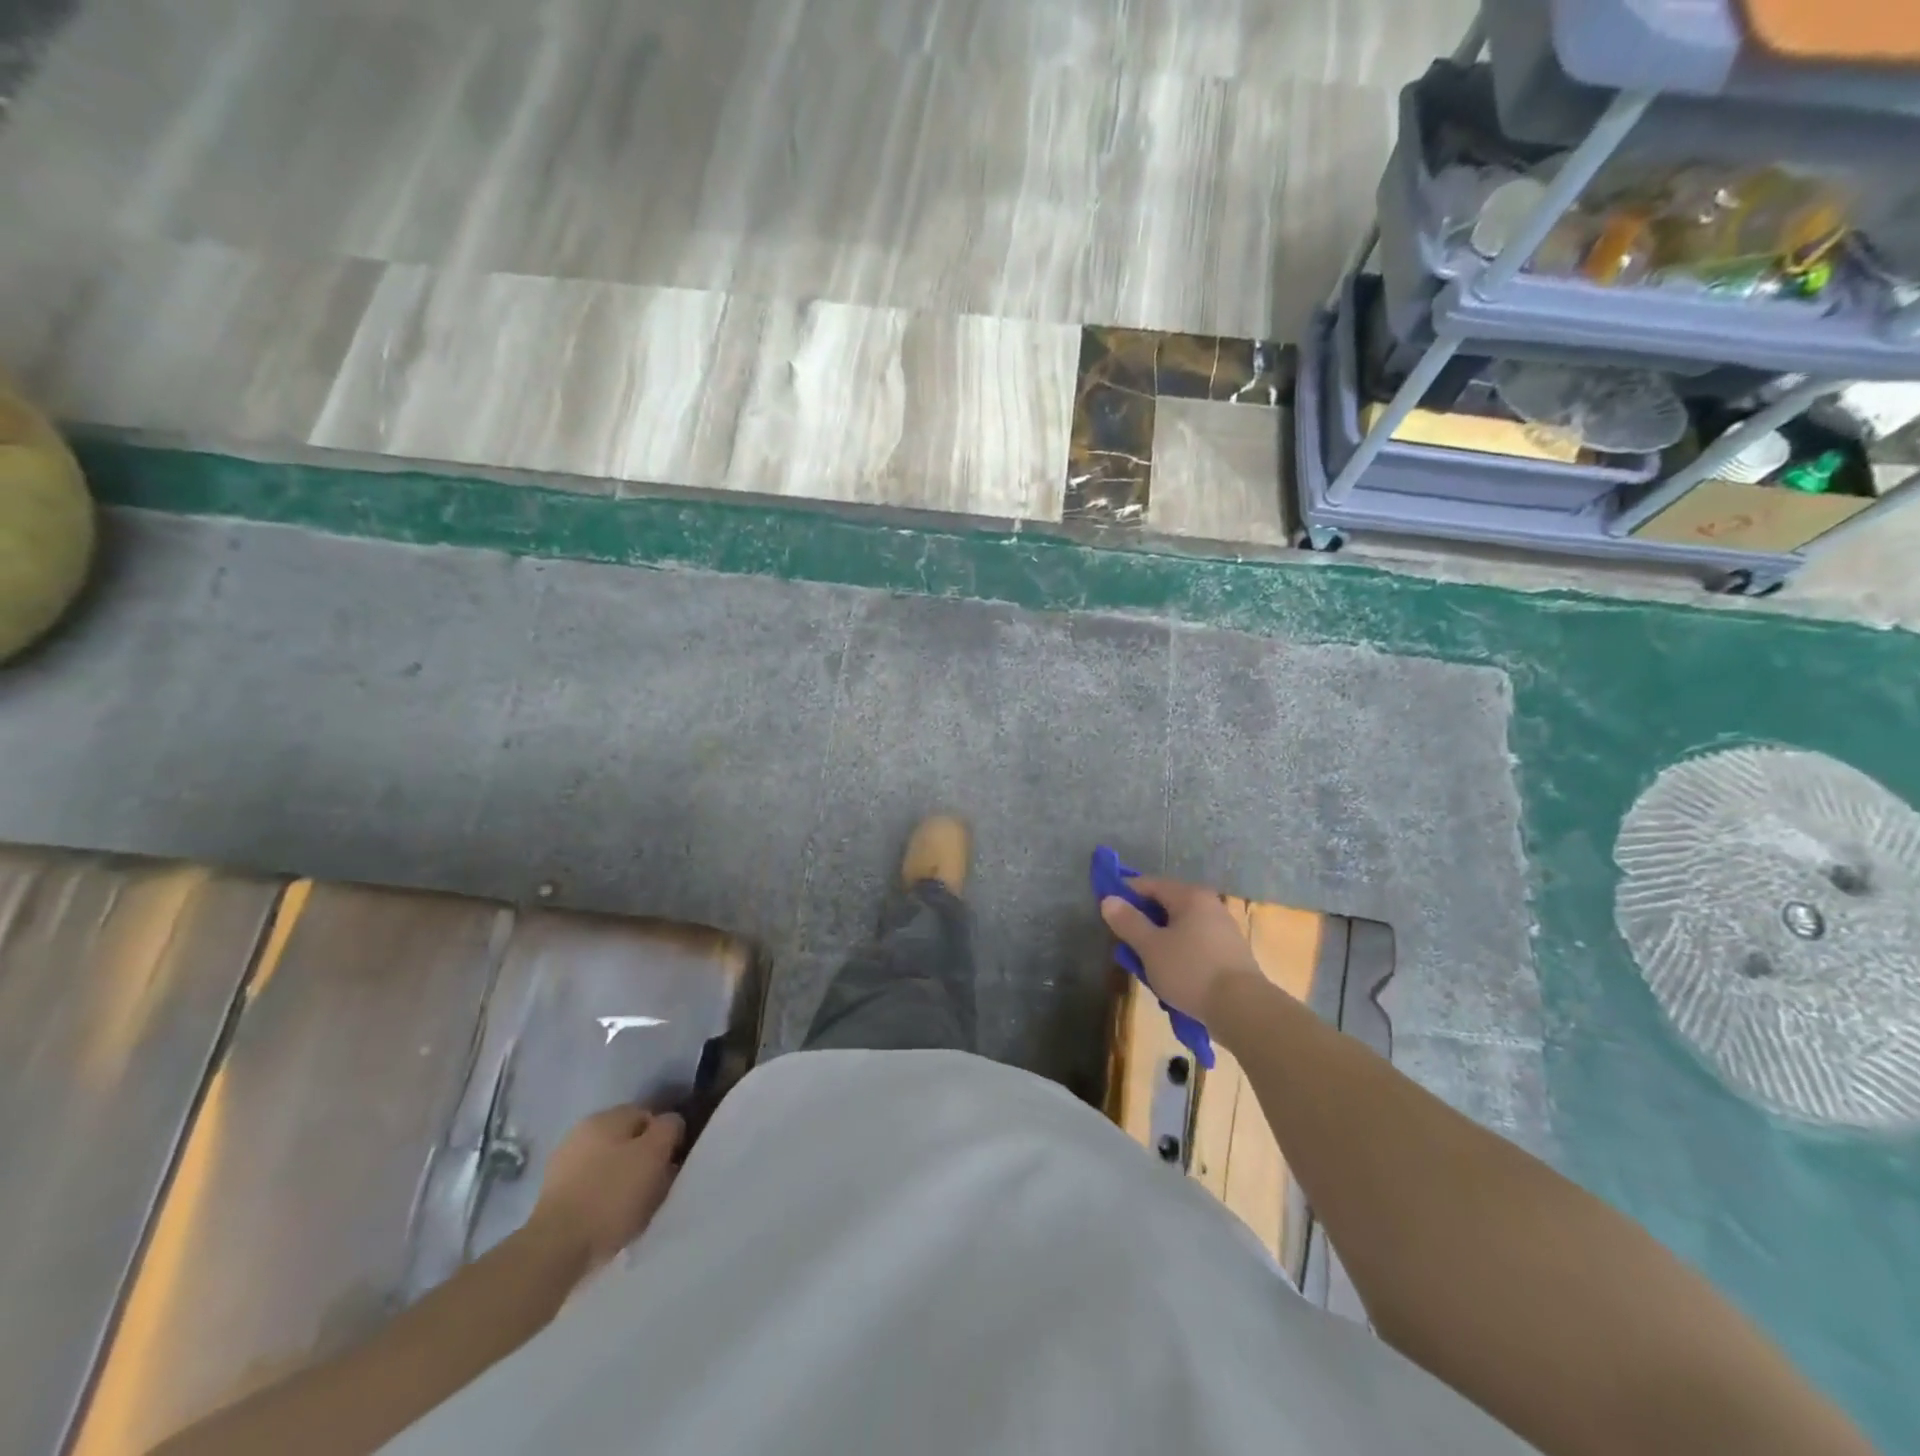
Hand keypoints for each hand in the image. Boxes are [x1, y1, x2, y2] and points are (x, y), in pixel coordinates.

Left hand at [529, 1106, 683, 1270]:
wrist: (555, 1249)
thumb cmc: (611, 1195)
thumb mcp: (654, 1153)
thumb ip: (669, 1128)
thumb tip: (670, 1124)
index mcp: (606, 1116)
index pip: (649, 1115)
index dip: (665, 1138)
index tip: (672, 1164)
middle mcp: (582, 1132)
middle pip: (627, 1141)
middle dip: (644, 1160)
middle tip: (657, 1186)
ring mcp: (563, 1165)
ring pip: (609, 1166)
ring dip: (624, 1181)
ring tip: (636, 1209)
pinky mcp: (553, 1197)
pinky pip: (591, 1189)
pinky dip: (604, 1200)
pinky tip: (611, 1220)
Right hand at [1100, 877, 1262, 1022]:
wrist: (1243, 1010)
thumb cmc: (1191, 970)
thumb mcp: (1151, 947)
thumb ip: (1128, 922)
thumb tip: (1108, 899)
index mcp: (1190, 896)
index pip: (1149, 884)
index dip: (1124, 894)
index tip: (1107, 912)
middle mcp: (1209, 906)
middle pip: (1165, 906)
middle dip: (1142, 923)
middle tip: (1124, 944)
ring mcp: (1222, 930)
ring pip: (1179, 929)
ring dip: (1159, 943)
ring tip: (1145, 967)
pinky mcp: (1229, 954)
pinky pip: (1194, 946)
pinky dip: (1177, 955)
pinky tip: (1170, 978)